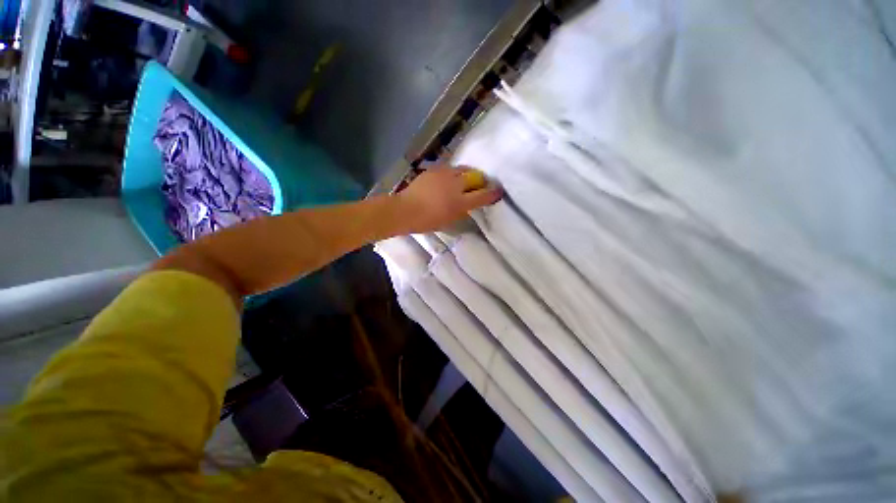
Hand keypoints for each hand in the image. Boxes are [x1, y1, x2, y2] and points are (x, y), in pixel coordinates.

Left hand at [395, 165, 502, 232]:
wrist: (404, 210)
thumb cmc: (426, 221)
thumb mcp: (448, 221)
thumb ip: (461, 211)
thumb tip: (469, 205)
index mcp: (459, 202)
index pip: (482, 195)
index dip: (492, 194)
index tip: (499, 192)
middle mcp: (455, 185)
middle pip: (475, 177)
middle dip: (481, 180)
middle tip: (481, 184)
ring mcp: (444, 174)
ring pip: (463, 169)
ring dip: (468, 174)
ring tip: (466, 179)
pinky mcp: (434, 169)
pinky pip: (449, 168)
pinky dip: (454, 173)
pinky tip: (449, 178)